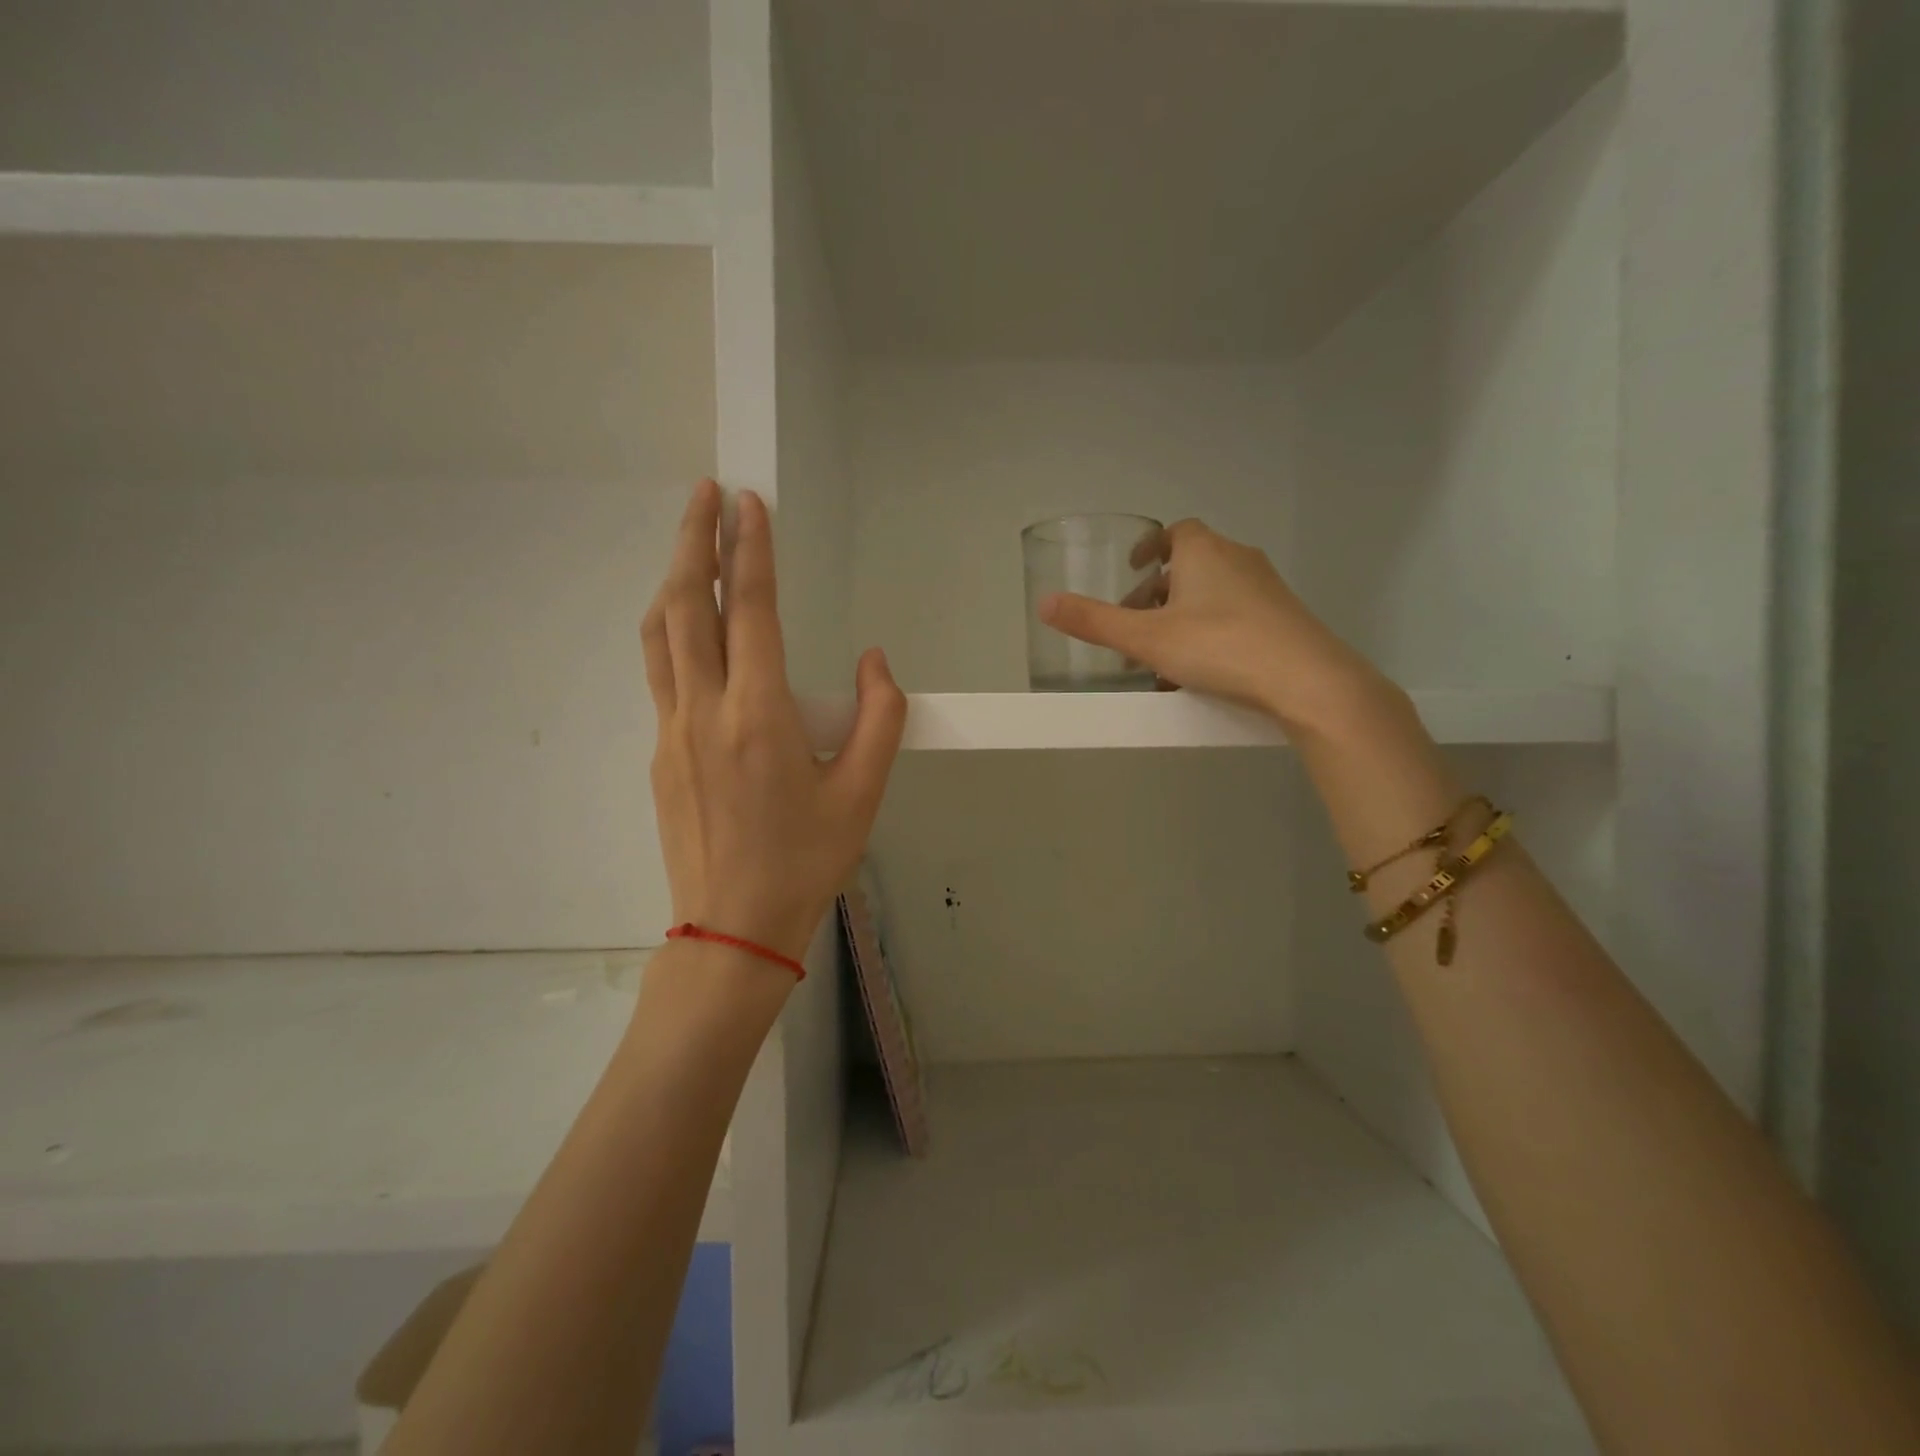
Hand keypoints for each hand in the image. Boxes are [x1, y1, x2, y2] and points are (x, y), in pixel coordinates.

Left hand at [642, 480, 905, 963]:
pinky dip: (668, 630)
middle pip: (685, 606)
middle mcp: (704, 712)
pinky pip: (659, 674)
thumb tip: (875, 660)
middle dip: (693, 540)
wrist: (732, 929)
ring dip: (671, 580)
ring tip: (688, 542)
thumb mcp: (863, 794)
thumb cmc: (806, 862)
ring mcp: (672, 733)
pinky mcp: (660, 755)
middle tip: (704, 492)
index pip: (749, 610)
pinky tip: (686, 627)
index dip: (748, 549)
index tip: (747, 500)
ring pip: (659, 636)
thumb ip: (879, 718)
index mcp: (759, 716)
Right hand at [1038, 519, 1397, 737]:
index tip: (1133, 569)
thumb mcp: (1146, 638)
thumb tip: (1043, 602)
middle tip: (1135, 627)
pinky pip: (1235, 618)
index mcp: (1204, 552)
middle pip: (1191, 567)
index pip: (1175, 533)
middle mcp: (1238, 559)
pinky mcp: (1284, 619)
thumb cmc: (1219, 646)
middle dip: (1158, 595)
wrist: (1306, 679)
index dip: (1150, 548)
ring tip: (1161, 659)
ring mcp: (1266, 589)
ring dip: (1182, 619)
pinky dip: (1210, 635)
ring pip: (1213, 596)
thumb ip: (1094, 622)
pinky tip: (1198, 675)